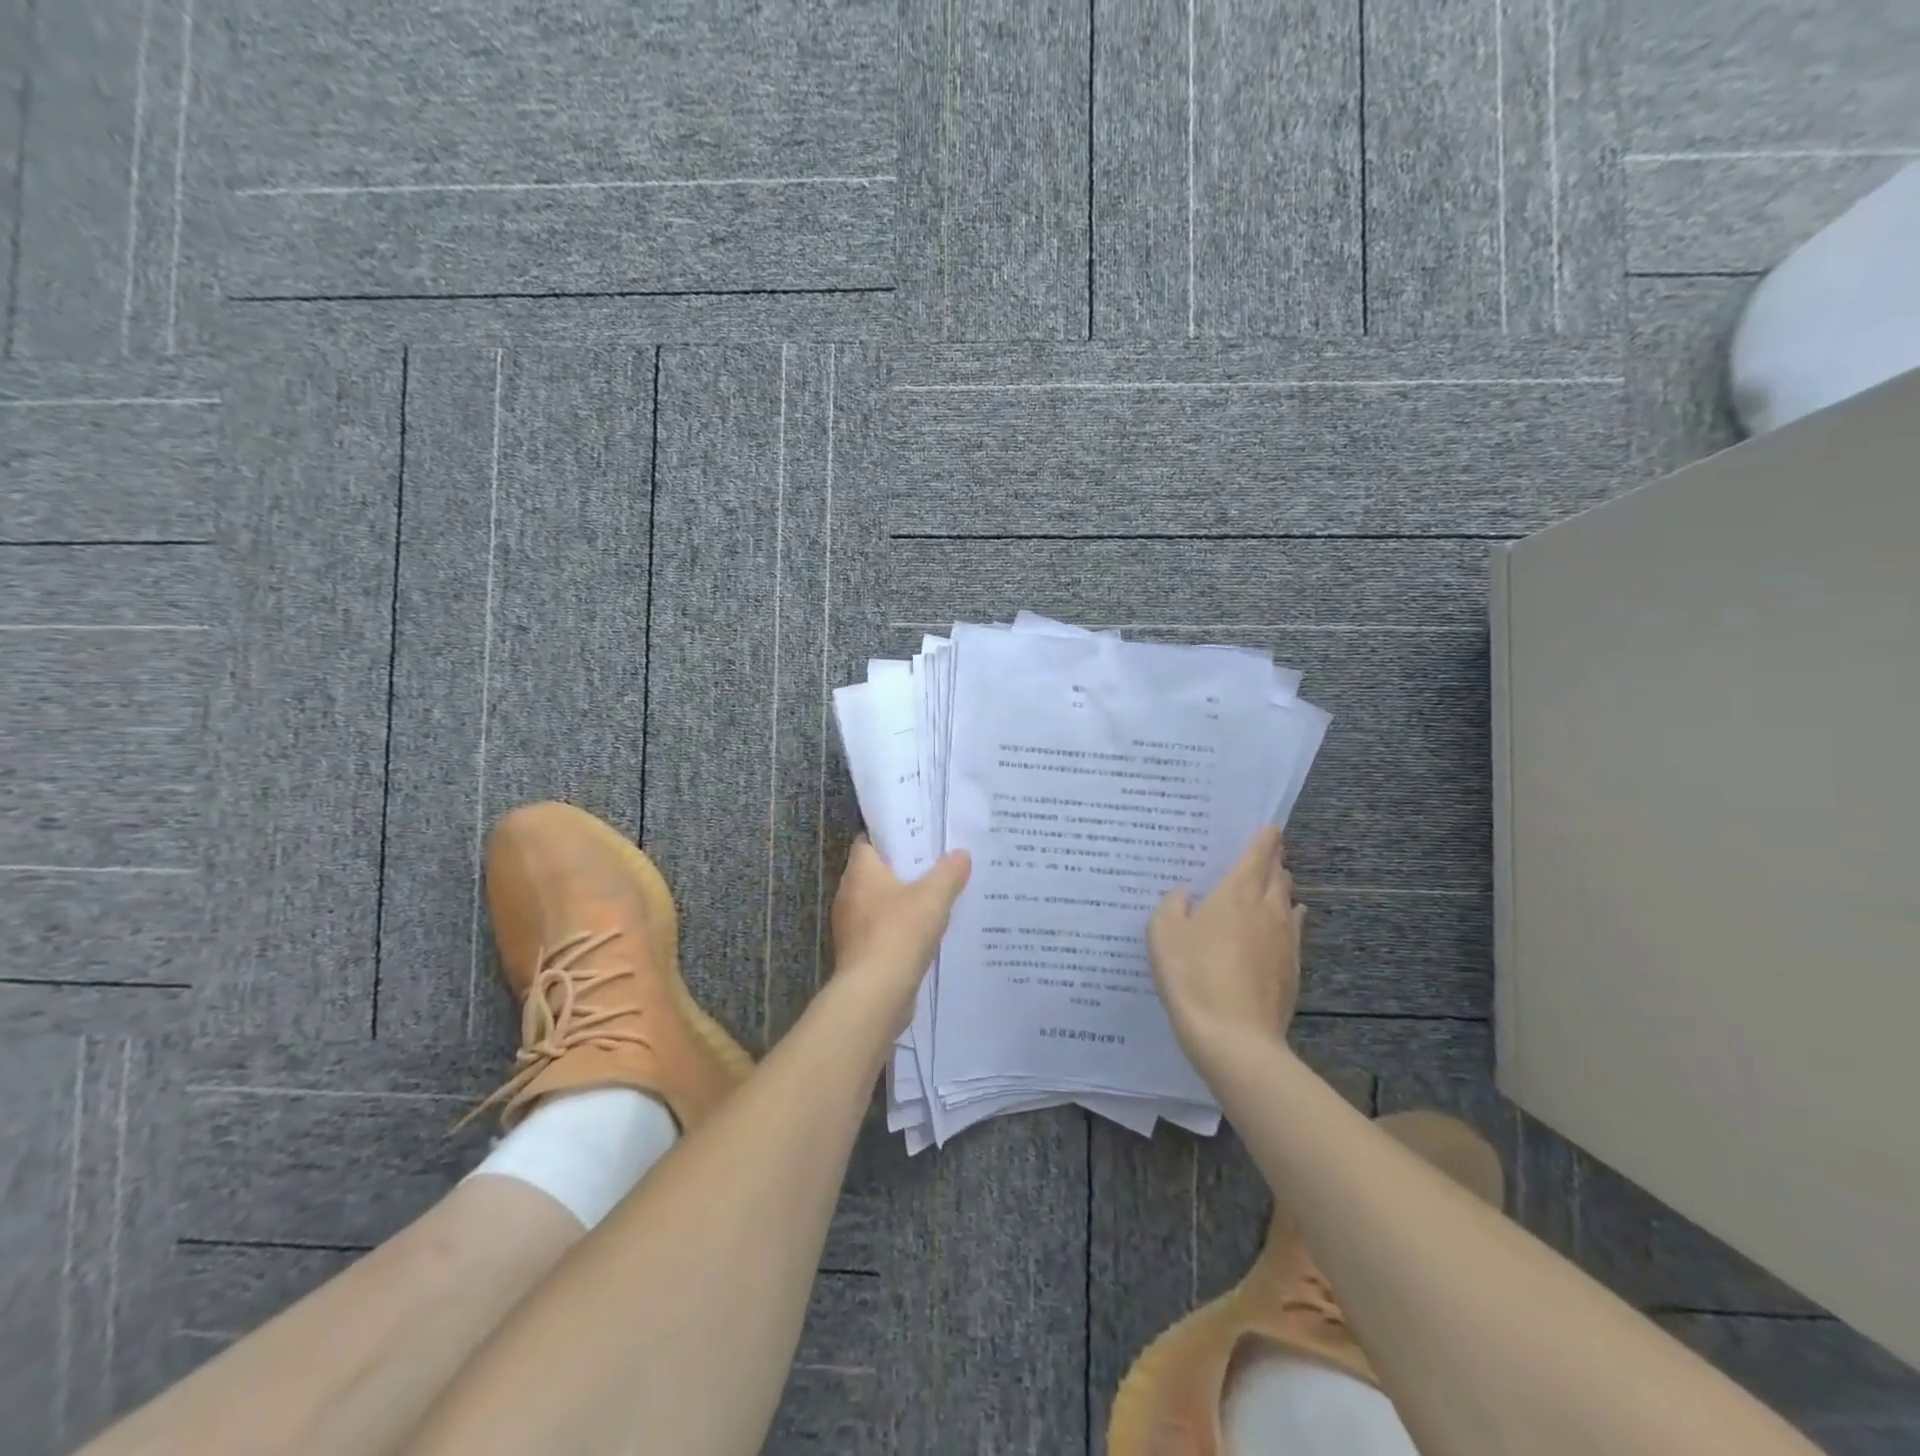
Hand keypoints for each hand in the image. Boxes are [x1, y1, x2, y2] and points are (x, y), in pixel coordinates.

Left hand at [830, 839, 970, 1033]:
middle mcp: (849, 896)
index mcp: (860, 873)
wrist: (875, 994)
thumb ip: (949, 872)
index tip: (918, 835)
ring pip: (880, 904)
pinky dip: (901, 930)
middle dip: (903, 870)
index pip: (868, 842)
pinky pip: (883, 932)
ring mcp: (851, 928)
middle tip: (936, 864)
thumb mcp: (933, 897)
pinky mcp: (859, 954)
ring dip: (903, 902)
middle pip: (876, 873)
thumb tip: (962, 853)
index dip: (891, 836)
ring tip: (937, 898)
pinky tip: (926, 934)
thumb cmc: (899, 933)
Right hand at [1148, 826, 1305, 1063]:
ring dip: (1281, 889)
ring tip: (1272, 884)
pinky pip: (1294, 931)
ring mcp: (1285, 941)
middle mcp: (1267, 910)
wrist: (1235, 1038)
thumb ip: (1172, 905)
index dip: (1265, 839)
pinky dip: (1290, 919)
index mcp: (1236, 893)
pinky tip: (1287, 922)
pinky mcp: (1292, 969)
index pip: (1258, 855)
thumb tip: (1184, 893)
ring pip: (1288, 903)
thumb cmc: (1193, 976)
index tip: (1270, 827)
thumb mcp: (1163, 935)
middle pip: (1278, 876)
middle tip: (1265, 854)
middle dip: (1274, 862)